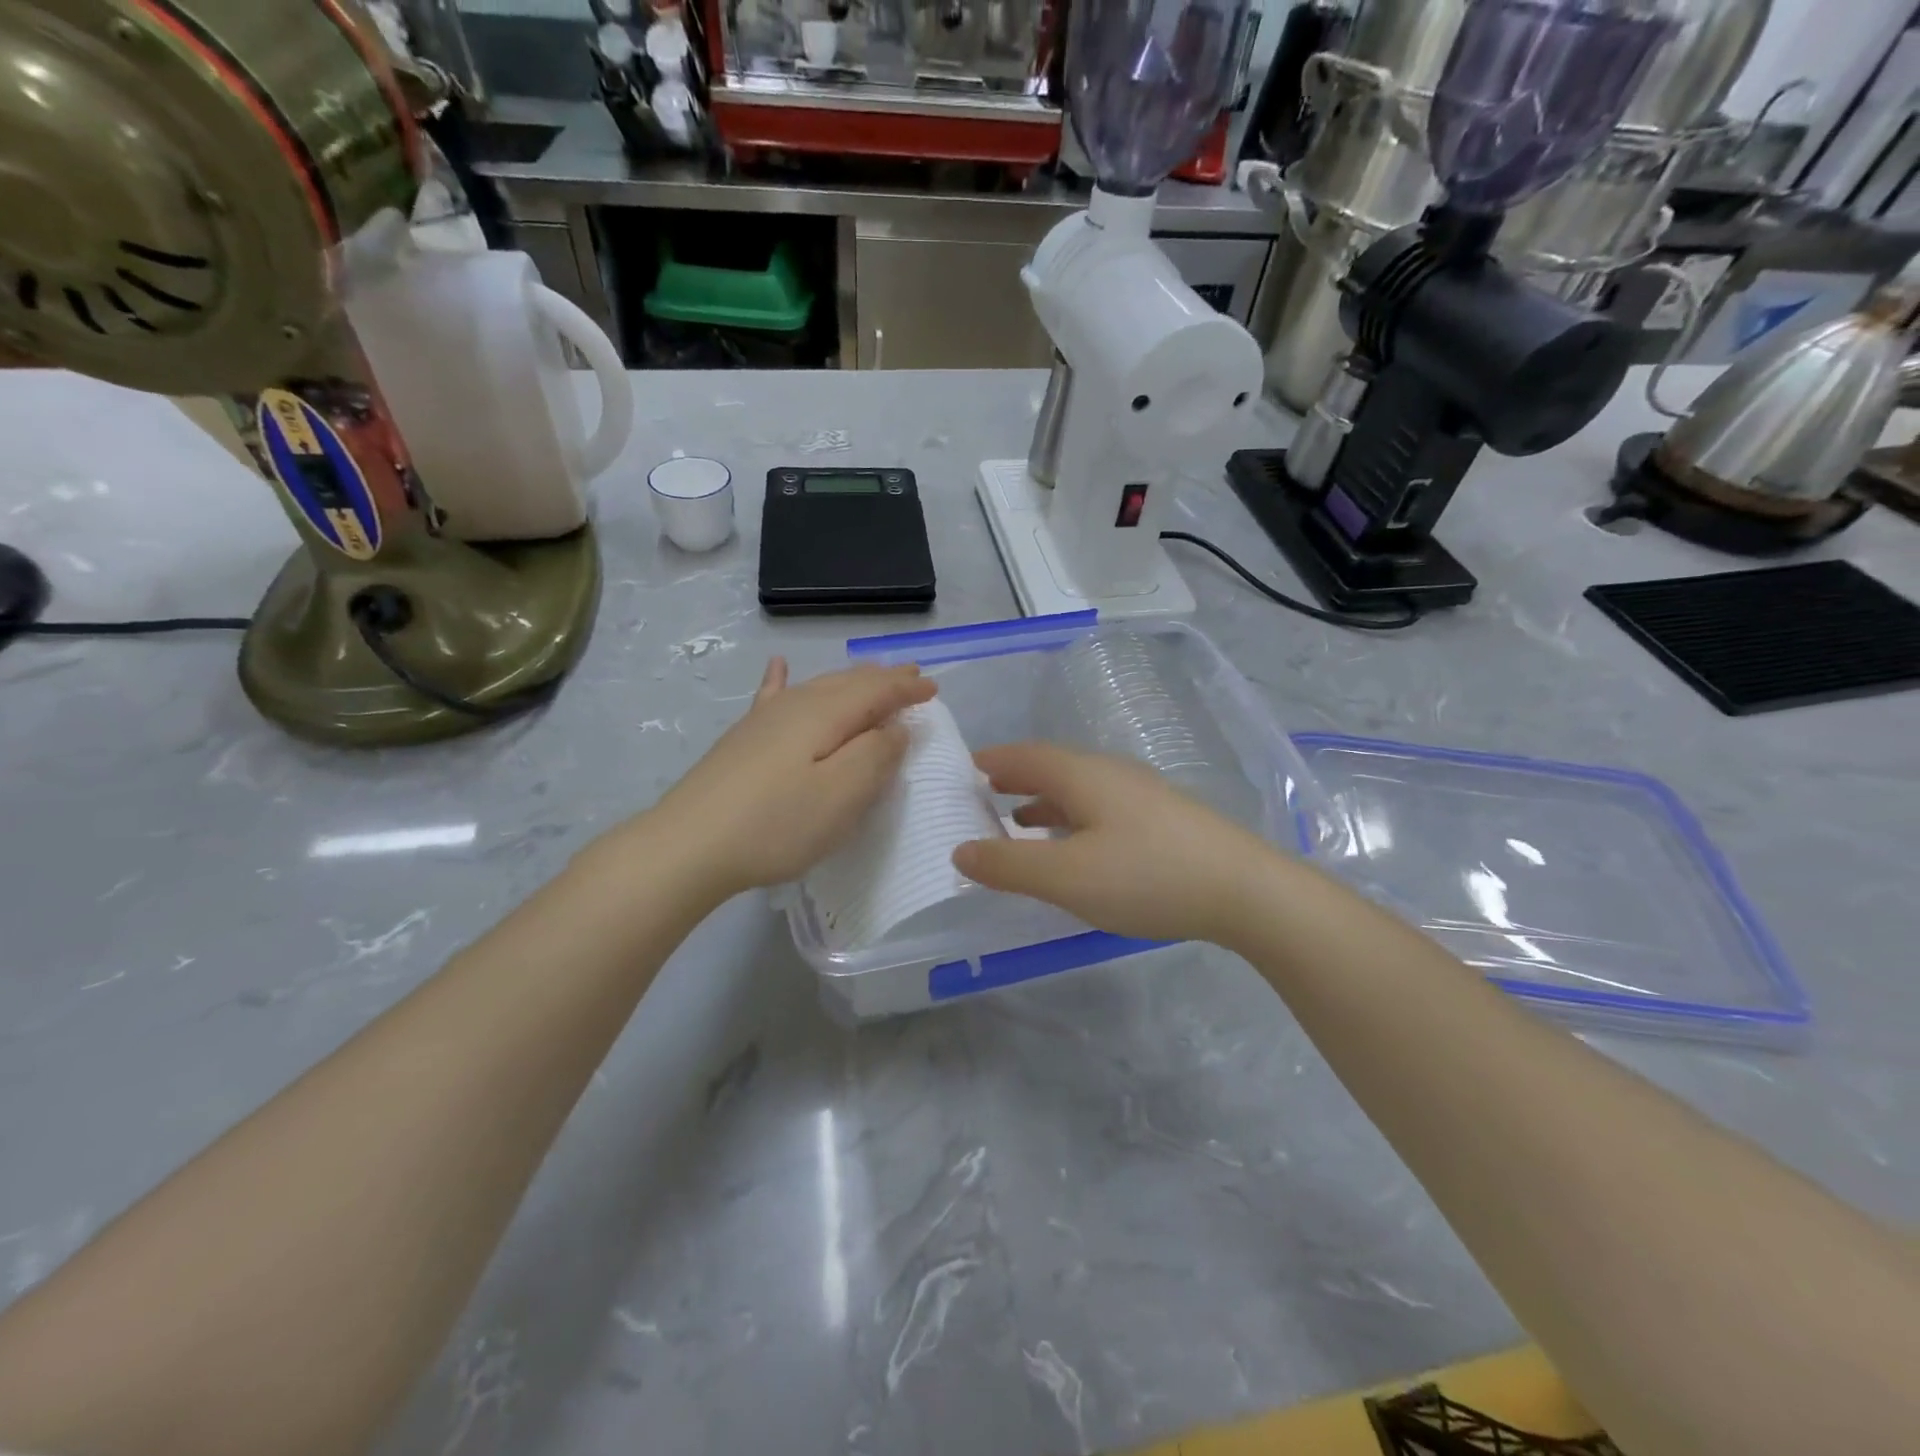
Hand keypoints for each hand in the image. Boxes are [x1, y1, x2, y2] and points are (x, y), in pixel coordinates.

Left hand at [651, 658, 935, 899]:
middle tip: (912, 676)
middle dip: (883, 679)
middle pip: (848, 683)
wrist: (688, 845)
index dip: (907, 689)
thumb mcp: (843, 795)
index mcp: (826, 714)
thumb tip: (896, 727)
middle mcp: (795, 705)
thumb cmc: (777, 824)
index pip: (877, 691)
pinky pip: (771, 696)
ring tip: (870, 676)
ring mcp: (764, 720)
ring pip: (817, 686)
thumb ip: (877, 755)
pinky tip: (777, 665)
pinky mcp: (742, 739)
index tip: (934, 689)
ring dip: (850, 681)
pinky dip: (781, 679)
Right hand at [953, 743, 1280, 945]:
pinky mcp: (1162, 819)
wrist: (1245, 890)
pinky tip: (1076, 846)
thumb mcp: (1066, 877)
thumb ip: (1009, 864)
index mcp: (1082, 775)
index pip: (1024, 756)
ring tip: (1018, 821)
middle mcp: (1110, 773)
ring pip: (1078, 789)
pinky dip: (1072, 819)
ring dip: (1043, 801)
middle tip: (982, 794)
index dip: (991, 761)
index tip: (962, 770)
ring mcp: (1141, 794)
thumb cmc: (1146, 876)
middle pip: (1051, 767)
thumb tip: (961, 850)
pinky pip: (1100, 808)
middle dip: (1014, 779)